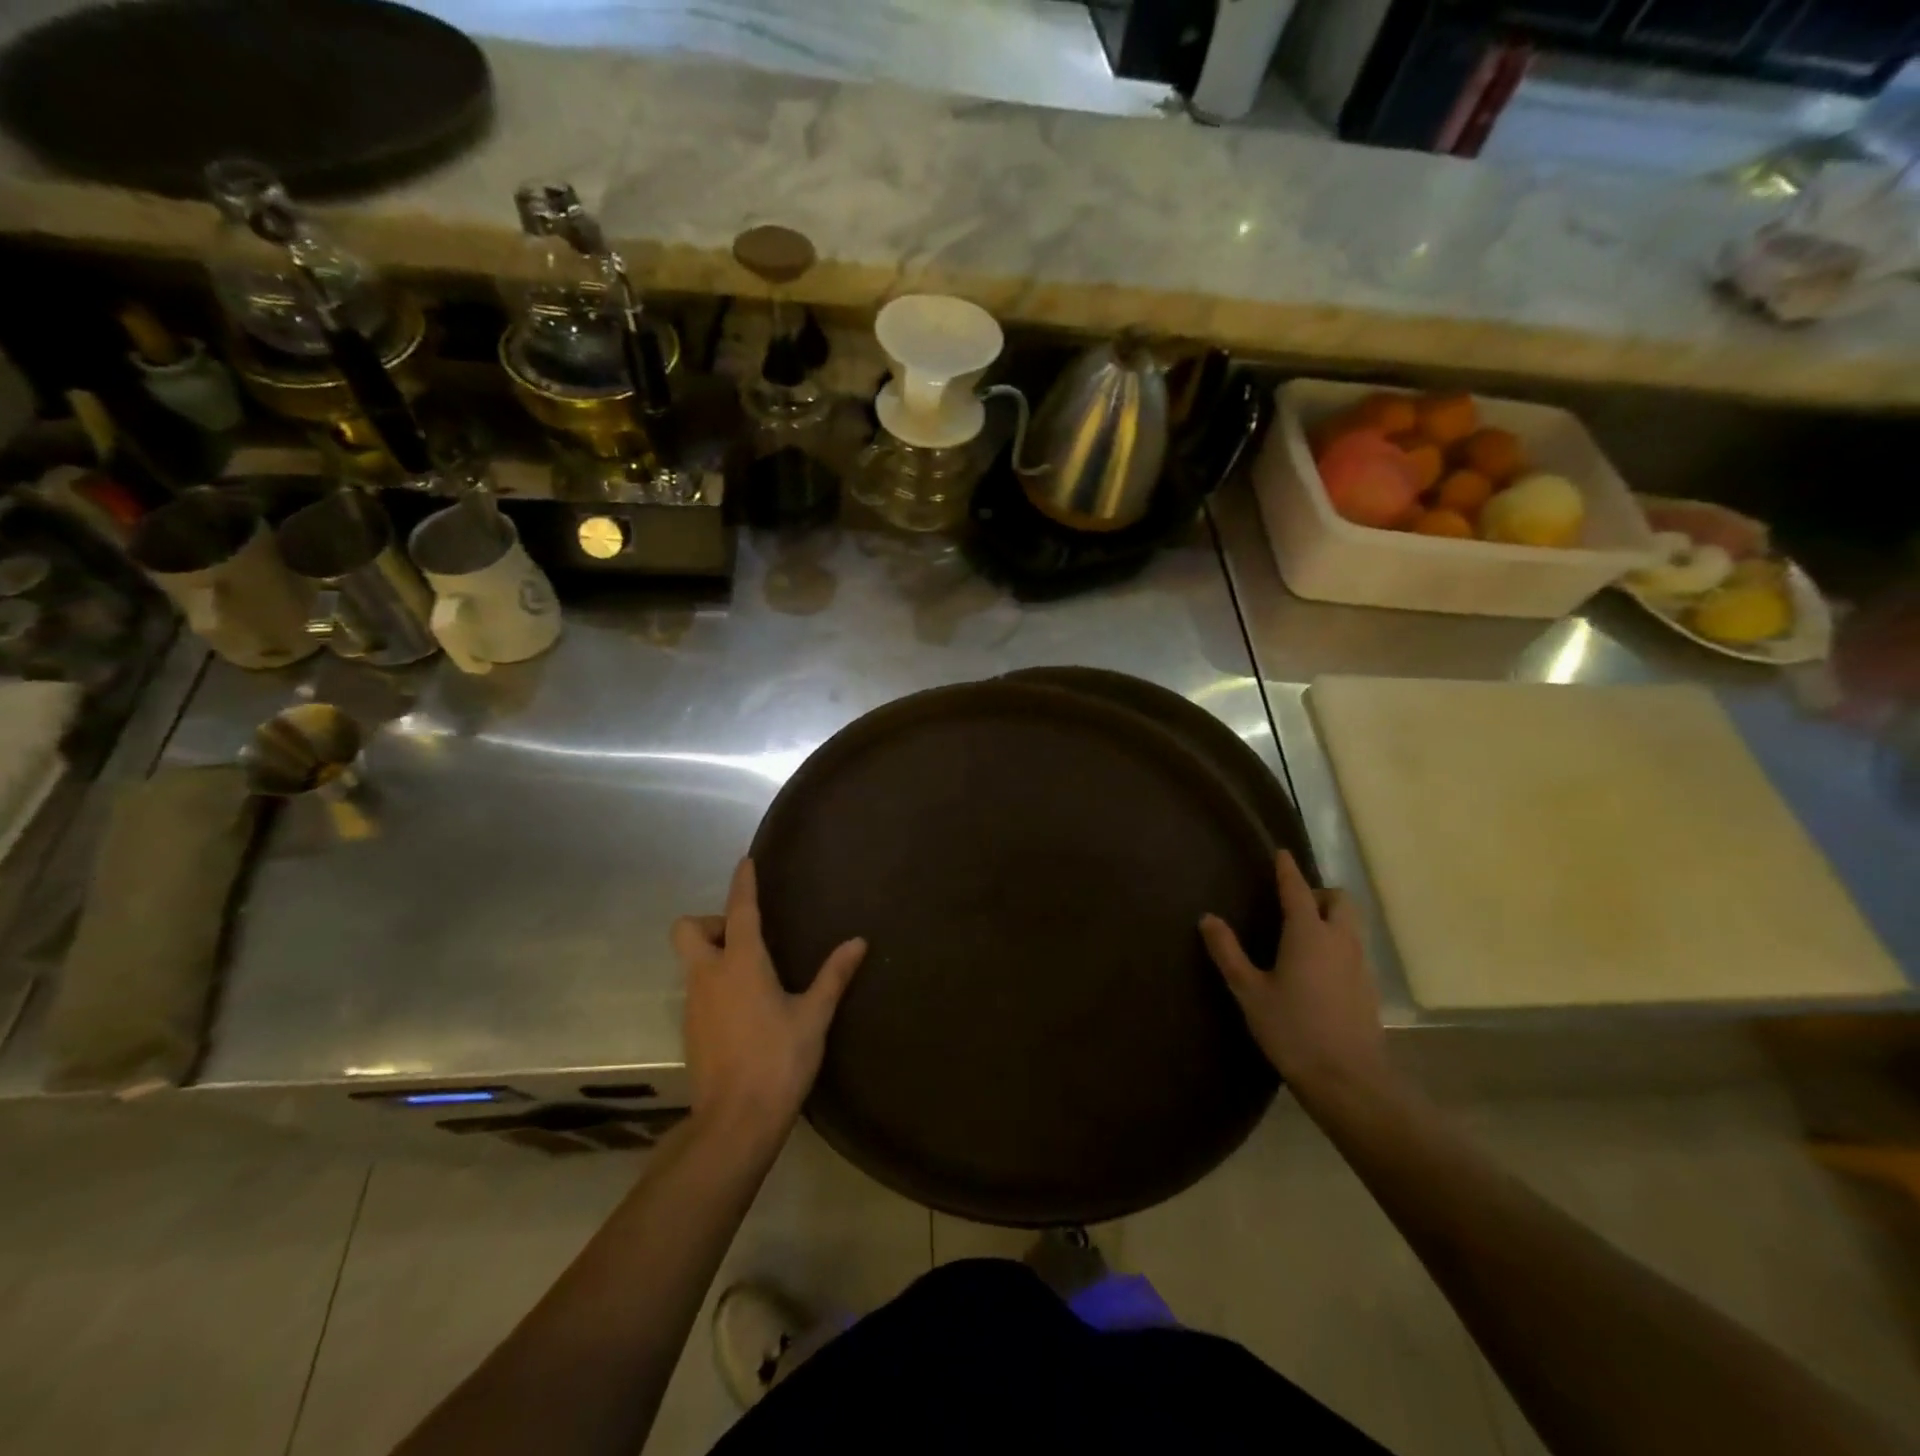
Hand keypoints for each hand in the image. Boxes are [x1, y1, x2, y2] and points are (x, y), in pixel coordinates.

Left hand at [671, 858, 866, 1139]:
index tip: (746, 862)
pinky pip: (696, 989)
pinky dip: (715, 984)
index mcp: (741, 964)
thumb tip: (859, 942)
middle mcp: (709, 976)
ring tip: (754, 974)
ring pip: (691, 961)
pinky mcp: (690, 1029)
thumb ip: (834, 975)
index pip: (739, 910)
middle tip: (745, 938)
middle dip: (711, 922)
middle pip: (688, 929)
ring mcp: (694, 1004)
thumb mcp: (814, 1017)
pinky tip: (744, 1008)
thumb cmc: (779, 1061)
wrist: (735, 1122)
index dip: (743, 883)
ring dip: (714, 954)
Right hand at [1200, 851, 1389, 1107]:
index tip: (1282, 854)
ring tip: (1304, 934)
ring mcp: (1361, 964)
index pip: (1298, 889)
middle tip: (1293, 905)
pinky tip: (1320, 968)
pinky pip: (1356, 948)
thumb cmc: (1292, 1030)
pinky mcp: (1370, 987)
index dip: (1288, 870)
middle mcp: (1340, 940)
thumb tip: (1208, 918)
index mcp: (1308, 934)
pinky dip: (1339, 943)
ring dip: (1332, 917)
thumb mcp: (1249, 991)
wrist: (1348, 1080)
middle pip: (1339, 900)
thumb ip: (1228, 952)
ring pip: (1352, 924)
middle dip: (1319, 894)